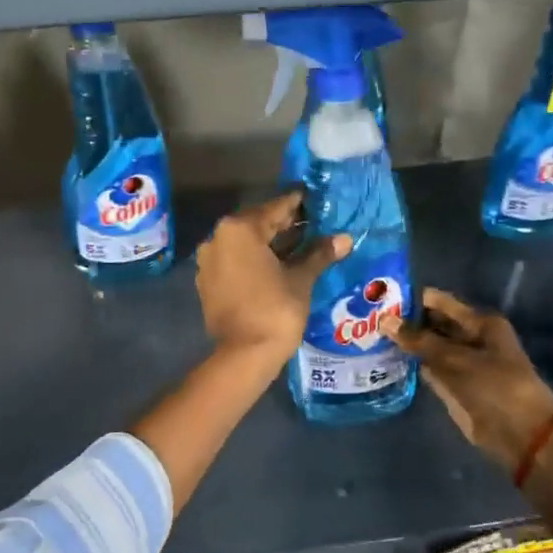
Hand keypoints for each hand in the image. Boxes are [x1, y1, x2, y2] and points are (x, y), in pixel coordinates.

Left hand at [195, 192, 349, 373]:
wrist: (244, 355)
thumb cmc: (275, 310)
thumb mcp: (300, 279)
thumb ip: (319, 254)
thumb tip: (345, 239)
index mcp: (239, 230)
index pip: (275, 208)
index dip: (298, 204)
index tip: (315, 198)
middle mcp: (217, 238)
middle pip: (257, 224)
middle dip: (285, 224)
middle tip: (313, 223)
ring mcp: (209, 261)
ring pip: (245, 244)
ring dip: (270, 243)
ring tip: (301, 244)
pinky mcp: (208, 282)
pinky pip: (235, 261)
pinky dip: (255, 260)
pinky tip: (278, 266)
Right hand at [386, 288, 552, 469]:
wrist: (518, 433)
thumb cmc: (495, 386)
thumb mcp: (456, 358)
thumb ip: (419, 340)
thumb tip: (385, 320)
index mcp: (480, 323)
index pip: (439, 302)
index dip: (412, 299)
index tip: (379, 297)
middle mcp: (470, 338)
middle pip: (432, 324)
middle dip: (404, 321)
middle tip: (367, 316)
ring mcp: (460, 363)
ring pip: (427, 347)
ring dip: (404, 343)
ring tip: (369, 334)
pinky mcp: (451, 385)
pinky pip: (426, 367)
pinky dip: (409, 364)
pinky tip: (384, 358)